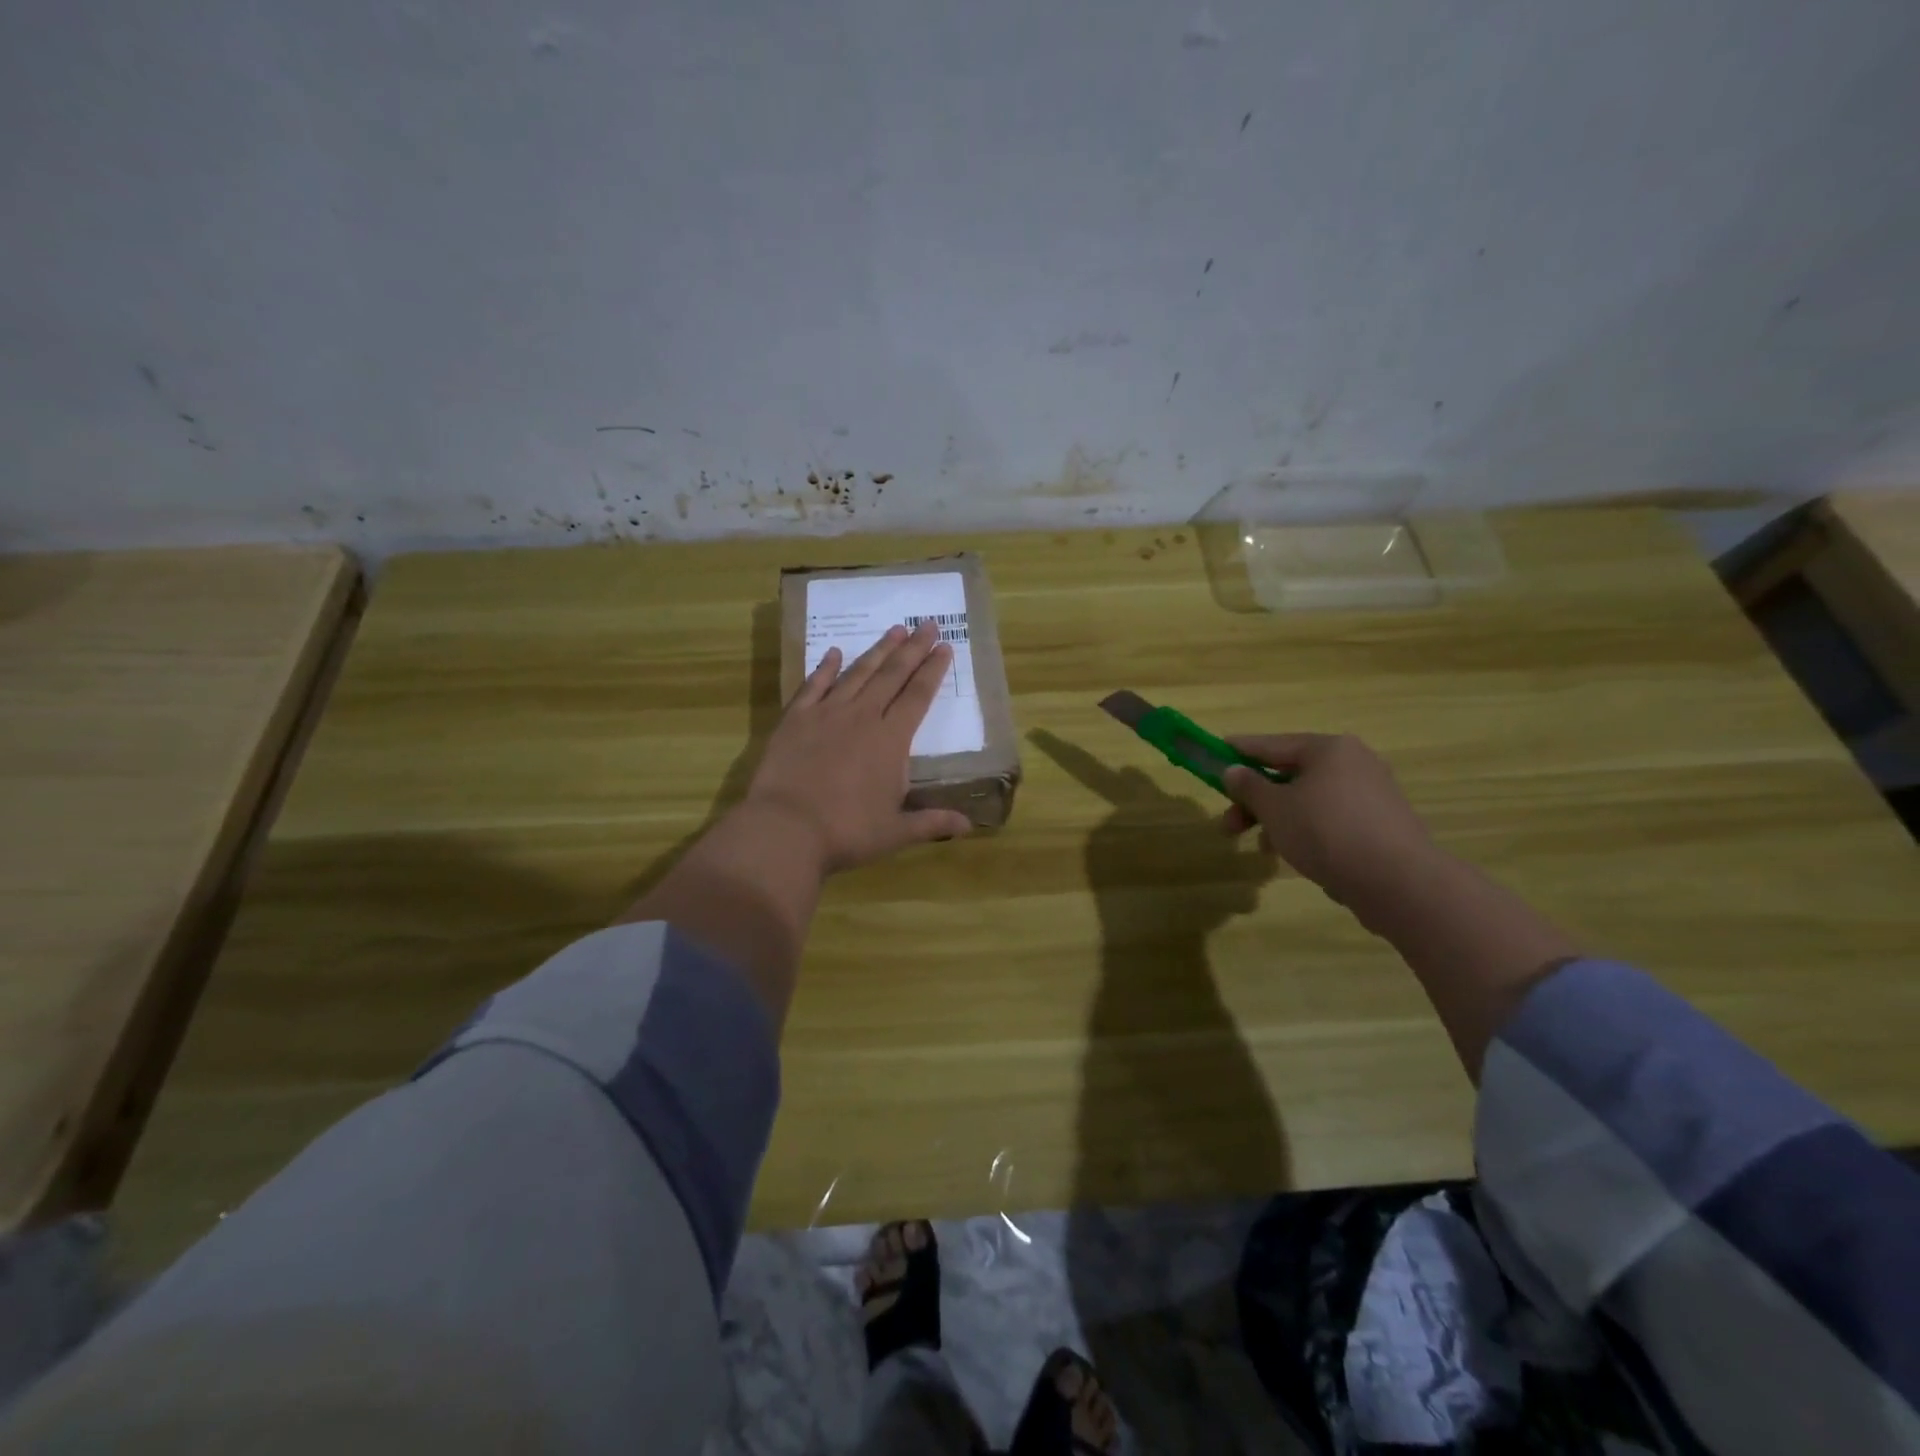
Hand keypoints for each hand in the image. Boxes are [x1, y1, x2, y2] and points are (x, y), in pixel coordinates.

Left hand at [742, 619, 972, 872]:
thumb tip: (969, 825)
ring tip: (894, 630)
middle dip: (912, 649)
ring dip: (877, 650)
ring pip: (857, 673)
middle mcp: (863, 717)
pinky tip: (835, 653)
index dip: (933, 670)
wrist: (786, 829)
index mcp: (891, 740)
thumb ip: (932, 823)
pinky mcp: (795, 719)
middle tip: (927, 623)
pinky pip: (814, 685)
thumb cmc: (847, 832)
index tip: (945, 646)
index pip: (918, 696)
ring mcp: (827, 714)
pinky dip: (826, 668)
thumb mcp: (896, 832)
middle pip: (892, 675)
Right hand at [1219, 733, 1436, 915]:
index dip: (1240, 750)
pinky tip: (1295, 856)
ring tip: (1262, 848)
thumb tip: (1232, 771)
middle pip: (1290, 775)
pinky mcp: (1381, 825)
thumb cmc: (1326, 831)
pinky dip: (1307, 831)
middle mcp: (1354, 763)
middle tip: (1229, 823)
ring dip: (1279, 819)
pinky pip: (1331, 819)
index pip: (1273, 744)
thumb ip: (1249, 787)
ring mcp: (1372, 795)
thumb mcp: (1275, 808)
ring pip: (1309, 800)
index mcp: (1329, 749)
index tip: (1216, 752)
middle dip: (1256, 800)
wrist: (1397, 881)